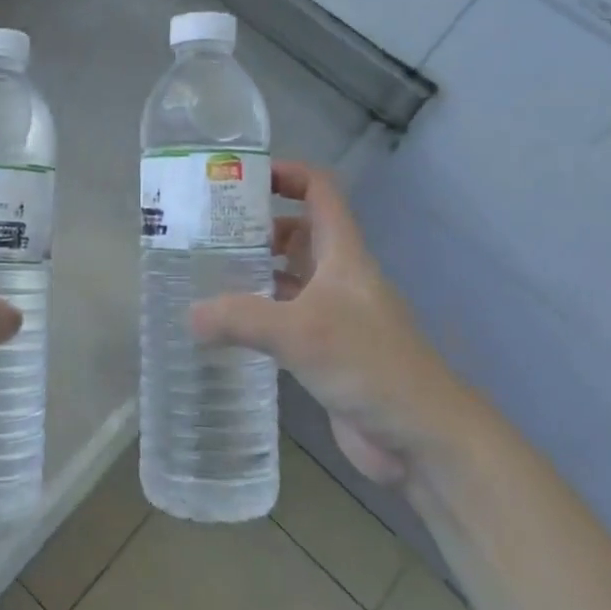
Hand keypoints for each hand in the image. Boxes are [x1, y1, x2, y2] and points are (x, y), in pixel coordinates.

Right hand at [190, 161, 475, 485]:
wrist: (422, 436)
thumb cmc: (369, 364)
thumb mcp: (300, 331)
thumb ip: (240, 318)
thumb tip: (188, 315)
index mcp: (342, 253)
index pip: (318, 190)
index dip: (285, 173)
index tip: (239, 178)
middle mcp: (337, 275)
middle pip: (296, 231)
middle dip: (254, 226)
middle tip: (204, 232)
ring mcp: (332, 314)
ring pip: (288, 276)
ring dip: (253, 271)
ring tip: (204, 273)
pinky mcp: (325, 350)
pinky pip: (284, 318)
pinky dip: (256, 315)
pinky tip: (223, 325)